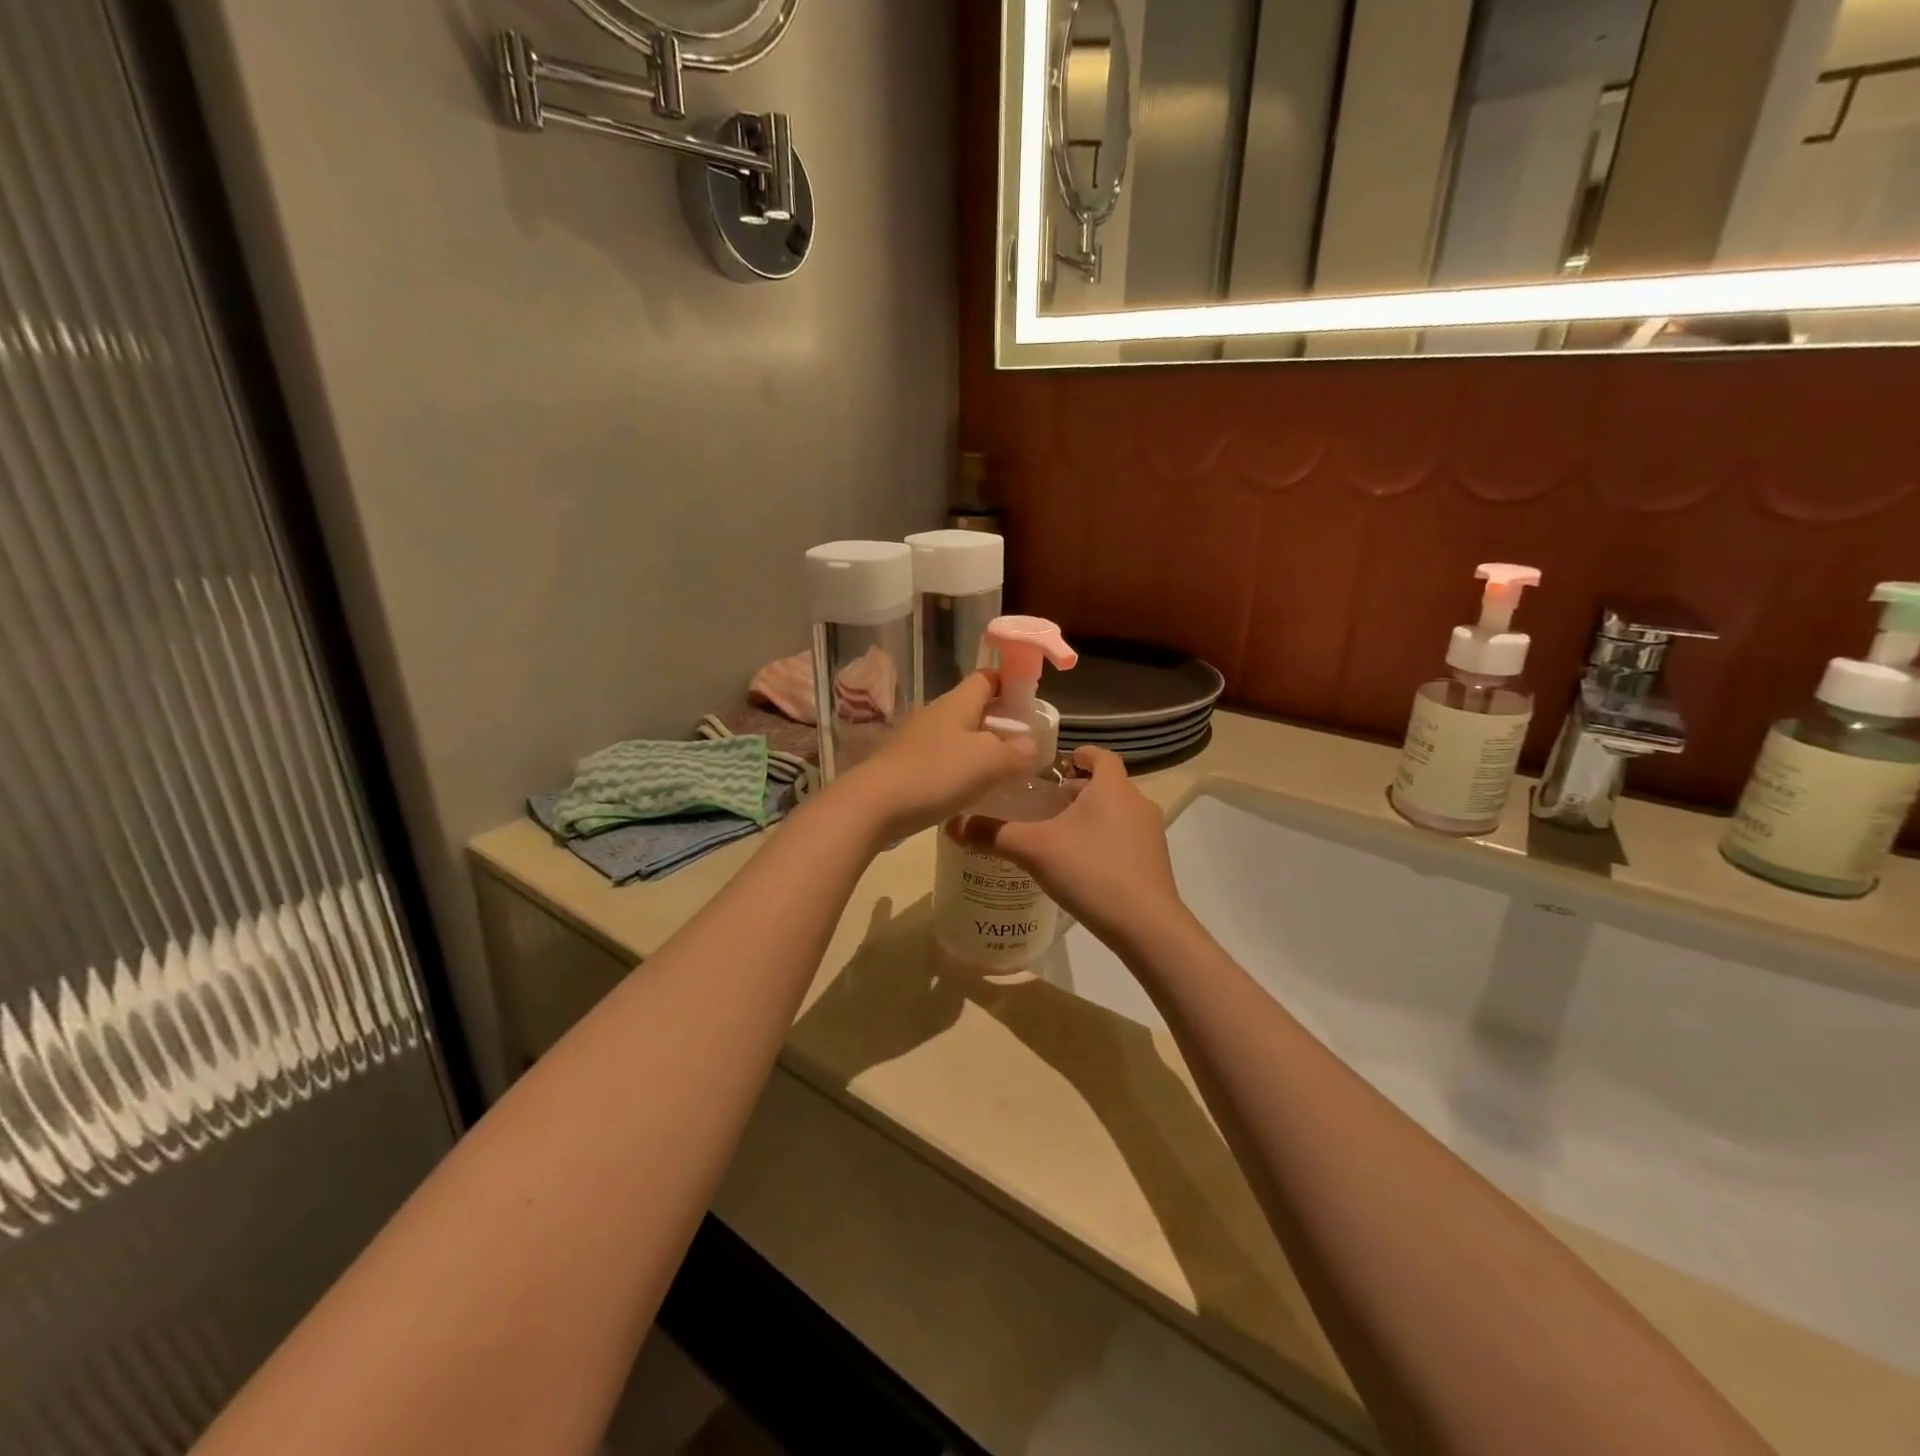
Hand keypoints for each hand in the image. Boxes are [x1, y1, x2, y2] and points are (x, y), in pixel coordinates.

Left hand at [833, 672, 1035, 846]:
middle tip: (1024, 743)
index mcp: (957, 702)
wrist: (872, 805)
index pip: (986, 677)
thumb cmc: (935, 773)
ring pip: (957, 736)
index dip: (1009, 681)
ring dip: (980, 748)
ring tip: (1003, 770)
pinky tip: (970, 790)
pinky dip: (960, 769)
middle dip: (999, 721)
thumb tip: (1030, 745)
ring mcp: (917, 740)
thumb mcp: (988, 762)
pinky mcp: (905, 766)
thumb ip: (1015, 752)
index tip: (1030, 698)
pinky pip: (942, 760)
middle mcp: (936, 714)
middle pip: (973, 708)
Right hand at [948, 745, 1183, 950]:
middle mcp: (1137, 803)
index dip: (1081, 754)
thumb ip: (993, 834)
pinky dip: (1105, 841)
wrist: (1145, 925)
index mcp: (1112, 788)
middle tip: (1046, 805)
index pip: (1101, 756)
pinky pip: (1126, 839)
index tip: (1060, 762)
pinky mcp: (1155, 862)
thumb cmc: (1090, 871)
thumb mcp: (1033, 850)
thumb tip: (952, 824)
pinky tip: (1082, 866)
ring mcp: (1151, 834)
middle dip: (1078, 791)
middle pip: (1107, 786)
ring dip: (1092, 817)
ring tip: (1059, 836)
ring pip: (1117, 813)